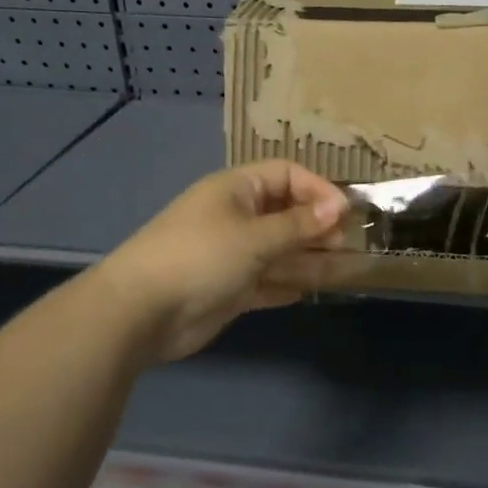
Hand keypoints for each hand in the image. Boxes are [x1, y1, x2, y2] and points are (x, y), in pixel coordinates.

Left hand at [97, 161, 347, 362]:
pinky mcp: (229, 290)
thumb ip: (299, 224)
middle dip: (317, 226)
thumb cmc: (201, 257)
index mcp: (237, 190)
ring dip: (309, 258)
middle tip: (346, 243)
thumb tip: (339, 206)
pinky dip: (287, 285)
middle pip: (286, 214)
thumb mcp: (255, 236)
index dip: (317, 189)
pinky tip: (310, 291)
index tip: (344, 212)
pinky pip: (267, 281)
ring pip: (280, 251)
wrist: (141, 312)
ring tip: (346, 268)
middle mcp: (236, 217)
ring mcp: (232, 255)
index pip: (286, 175)